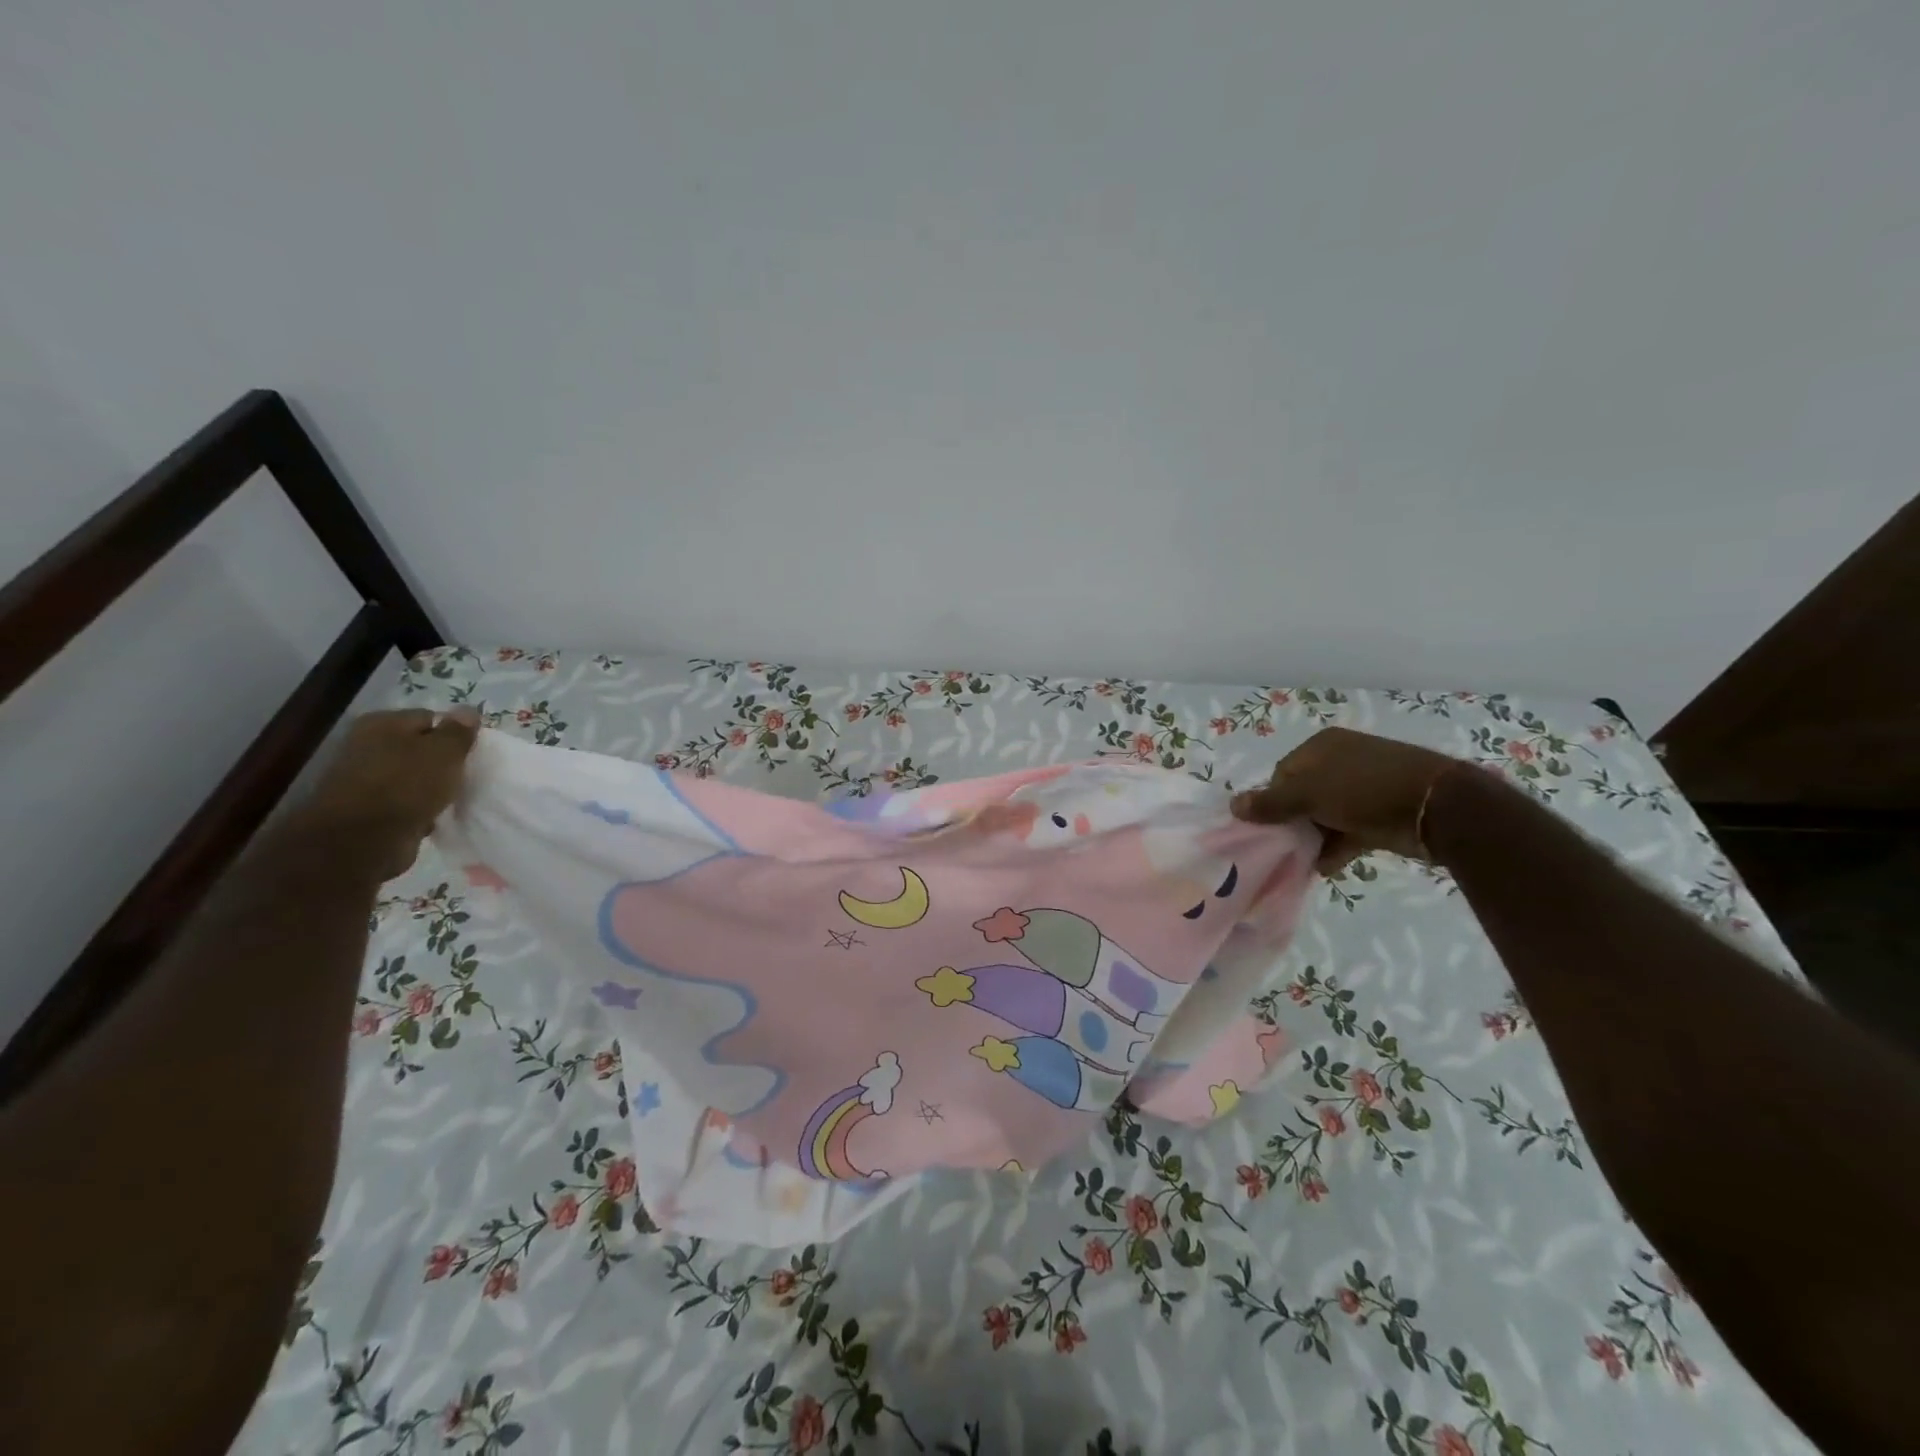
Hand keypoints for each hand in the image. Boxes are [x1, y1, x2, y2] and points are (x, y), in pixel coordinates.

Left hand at [300, 708, 481, 880]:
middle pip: (417, 746)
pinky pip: (401, 800)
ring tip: (449, 798)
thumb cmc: (407, 785)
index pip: (430, 718)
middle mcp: (365, 744)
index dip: (453, 734)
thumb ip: (459, 731)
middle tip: (462, 775)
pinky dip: (415, 807)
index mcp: (382, 723)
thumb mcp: (445, 752)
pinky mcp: (363, 808)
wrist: (362, 840)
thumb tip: (468, 709)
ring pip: (410, 775)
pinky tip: (430, 816)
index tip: (469, 753)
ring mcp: (361, 777)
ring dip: (429, 786)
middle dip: (440, 760)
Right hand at [1231, 726, 1459, 874]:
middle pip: (1303, 796)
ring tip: (1303, 862)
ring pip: (1325, 816)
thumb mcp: (1309, 794)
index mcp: (1322, 747)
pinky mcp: (1382, 813)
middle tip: (1284, 847)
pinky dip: (1336, 848)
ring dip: (1314, 839)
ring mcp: (1364, 788)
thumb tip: (1234, 806)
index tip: (1270, 828)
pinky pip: (1348, 831)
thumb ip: (1270, 803)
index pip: (1282, 774)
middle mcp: (1342, 762)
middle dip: (1293, 823)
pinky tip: (1326, 867)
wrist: (1437, 807)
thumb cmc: (1364, 790)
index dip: (1272, 801)